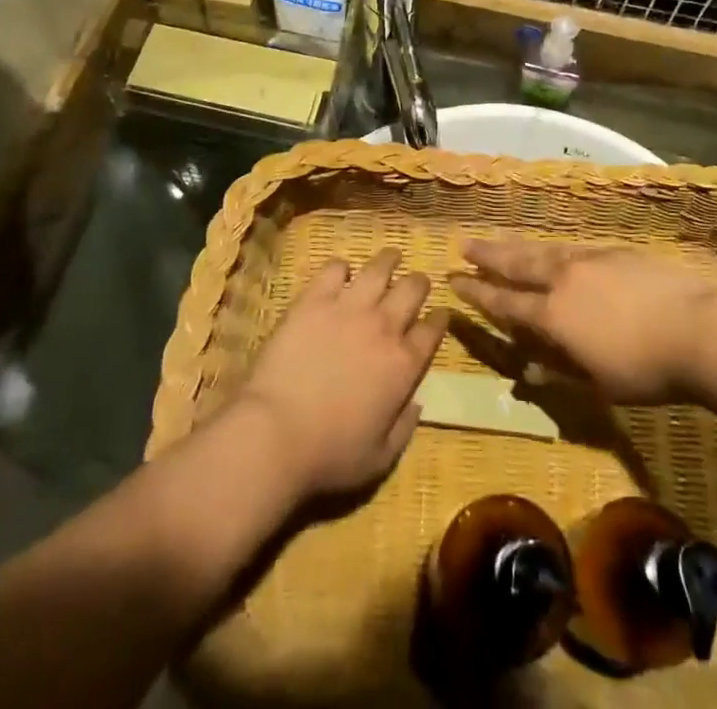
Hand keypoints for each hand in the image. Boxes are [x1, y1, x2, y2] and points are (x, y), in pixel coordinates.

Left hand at [235, 248, 447, 502]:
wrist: (276, 433)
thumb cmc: (330, 455)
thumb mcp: (380, 459)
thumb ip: (405, 428)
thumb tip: (417, 403)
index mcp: (404, 365)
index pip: (432, 330)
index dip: (440, 319)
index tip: (440, 314)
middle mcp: (383, 327)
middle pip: (412, 289)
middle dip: (418, 283)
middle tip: (415, 283)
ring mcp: (348, 308)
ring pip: (379, 268)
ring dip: (388, 261)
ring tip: (390, 257)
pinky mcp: (314, 299)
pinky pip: (335, 268)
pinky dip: (342, 267)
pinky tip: (341, 272)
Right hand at [449, 239, 716, 404]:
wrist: (696, 329)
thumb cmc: (646, 369)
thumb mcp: (599, 383)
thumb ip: (560, 371)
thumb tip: (528, 370)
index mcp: (553, 315)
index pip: (505, 301)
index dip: (478, 292)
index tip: (455, 279)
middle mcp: (563, 279)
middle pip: (517, 263)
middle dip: (488, 256)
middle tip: (464, 244)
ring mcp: (589, 260)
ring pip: (542, 250)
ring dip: (516, 246)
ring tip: (498, 241)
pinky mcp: (614, 251)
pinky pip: (571, 247)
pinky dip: (552, 248)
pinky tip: (552, 249)